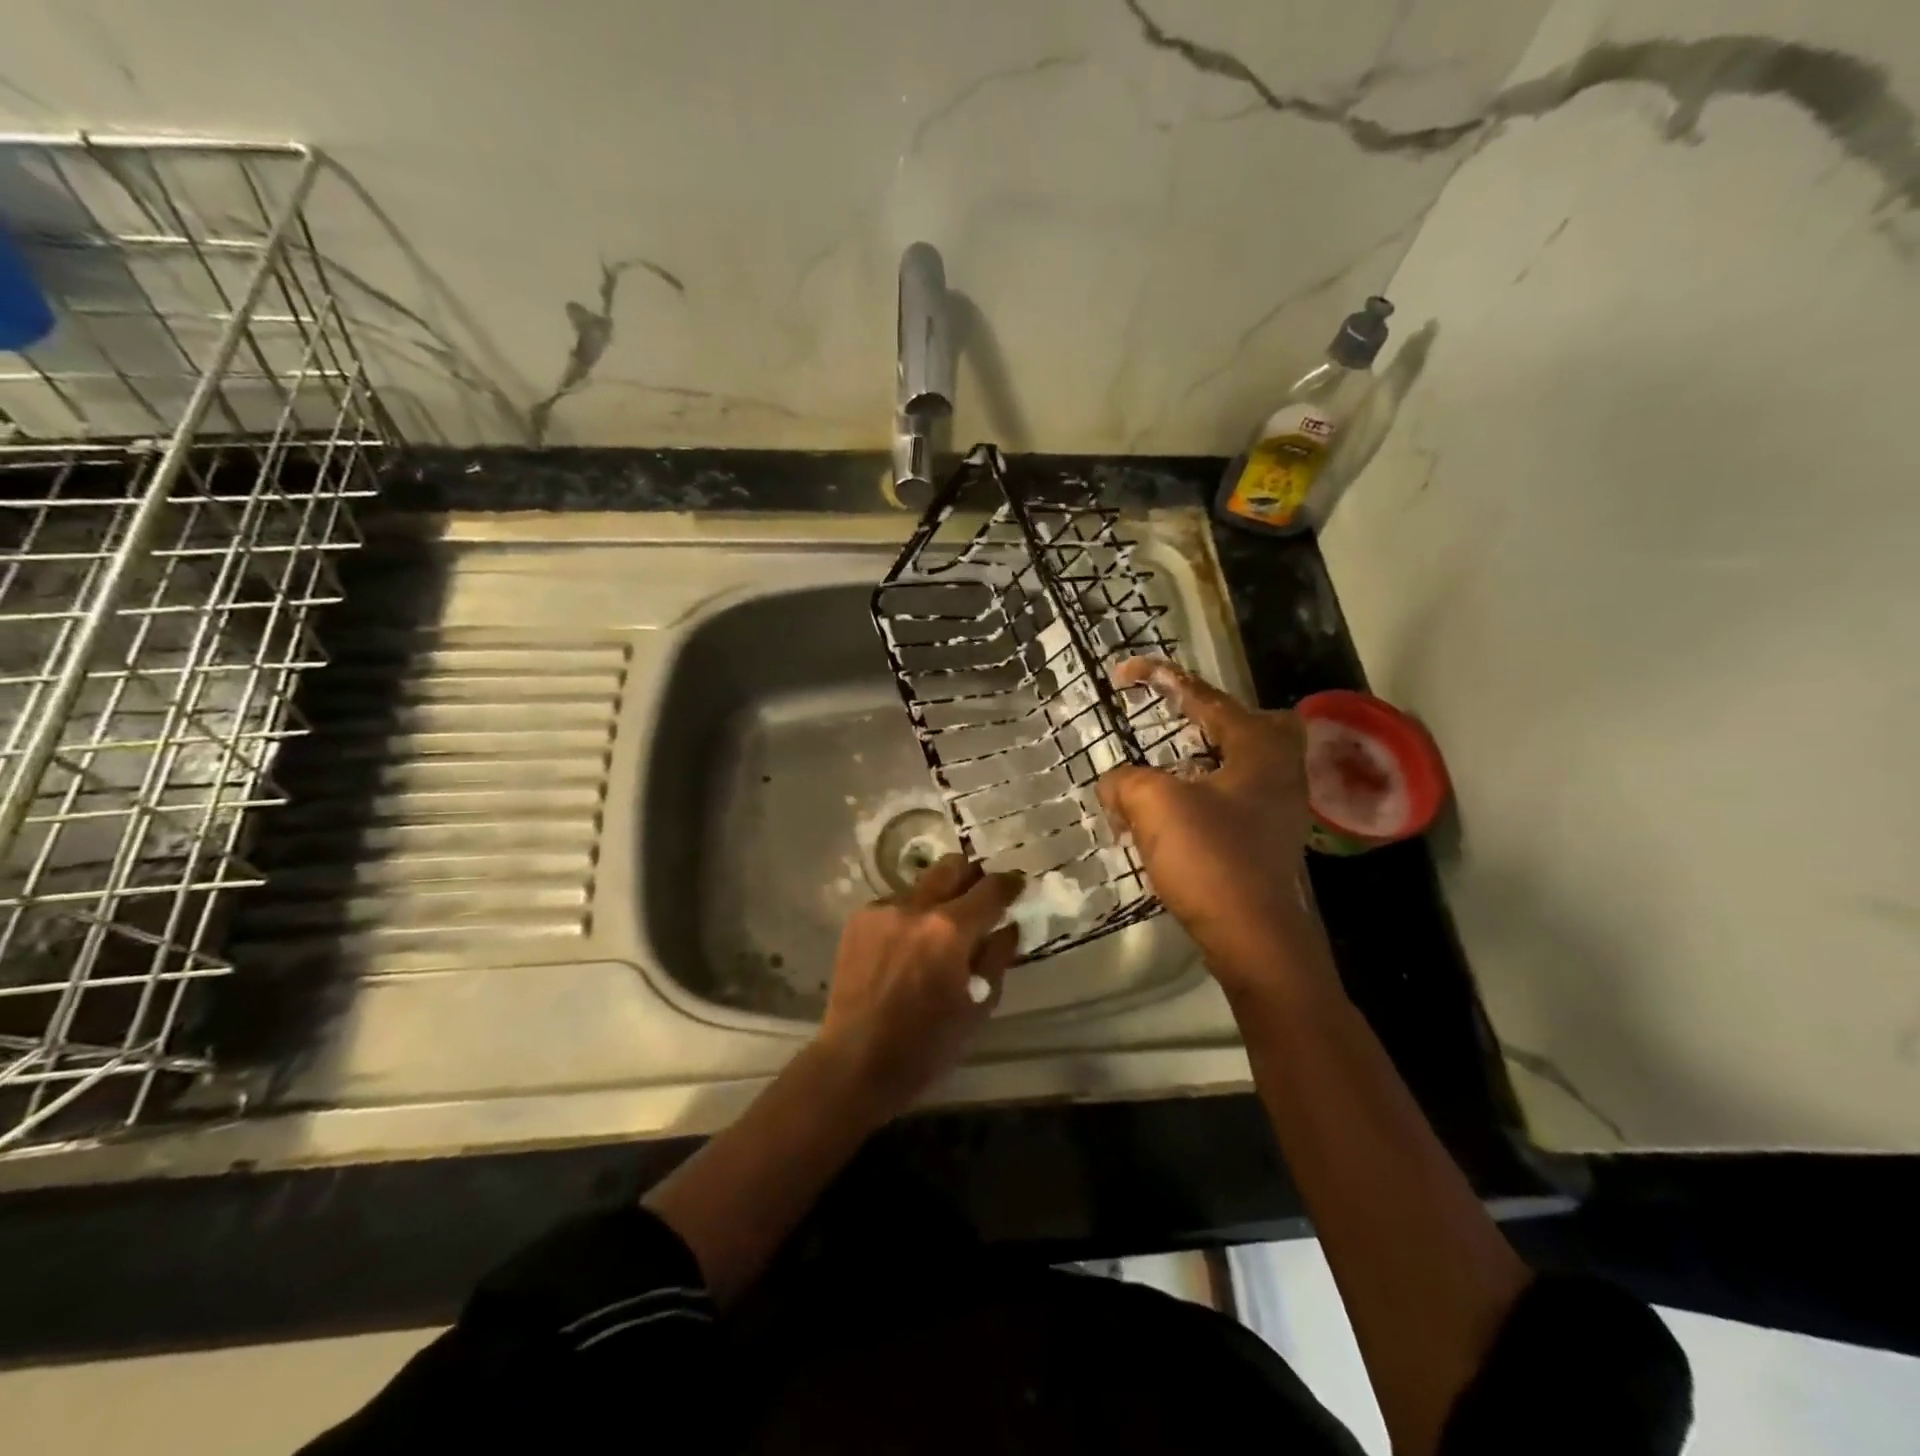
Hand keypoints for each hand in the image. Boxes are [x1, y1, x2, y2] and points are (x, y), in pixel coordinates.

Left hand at [815, 854, 1023, 1120]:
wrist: (855, 1060)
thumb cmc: (926, 1044)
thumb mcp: (977, 1005)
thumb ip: (997, 957)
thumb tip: (1009, 926)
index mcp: (950, 930)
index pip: (991, 888)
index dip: (1010, 883)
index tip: (1017, 885)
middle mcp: (916, 906)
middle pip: (953, 866)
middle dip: (972, 876)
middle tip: (980, 896)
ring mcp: (883, 909)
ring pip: (923, 883)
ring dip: (939, 897)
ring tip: (940, 928)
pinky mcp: (859, 918)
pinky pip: (896, 903)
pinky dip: (911, 915)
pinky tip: (908, 944)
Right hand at [1098, 658, 1319, 988]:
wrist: (1254, 938)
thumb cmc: (1211, 858)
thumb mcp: (1154, 804)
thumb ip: (1126, 780)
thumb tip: (1115, 783)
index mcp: (1258, 748)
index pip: (1206, 697)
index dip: (1162, 679)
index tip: (1124, 674)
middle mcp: (1279, 771)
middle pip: (1257, 723)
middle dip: (1216, 716)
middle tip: (1180, 721)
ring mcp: (1278, 810)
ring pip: (1245, 765)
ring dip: (1205, 759)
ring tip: (1164, 767)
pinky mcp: (1267, 843)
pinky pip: (1235, 799)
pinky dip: (1204, 794)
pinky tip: (1174, 813)